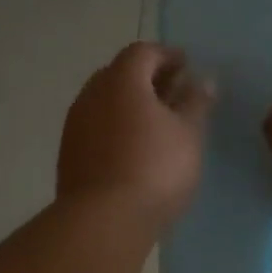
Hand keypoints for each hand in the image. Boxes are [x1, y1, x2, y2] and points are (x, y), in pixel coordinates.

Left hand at [58, 42, 214, 232]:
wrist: (103, 220)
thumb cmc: (155, 169)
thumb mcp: (188, 134)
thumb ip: (196, 103)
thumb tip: (202, 80)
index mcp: (121, 80)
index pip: (143, 52)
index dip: (167, 55)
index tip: (187, 67)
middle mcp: (91, 95)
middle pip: (119, 74)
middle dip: (147, 79)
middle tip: (173, 94)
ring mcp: (75, 125)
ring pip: (105, 103)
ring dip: (129, 105)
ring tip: (156, 125)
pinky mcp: (69, 154)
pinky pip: (96, 128)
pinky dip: (115, 128)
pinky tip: (133, 149)